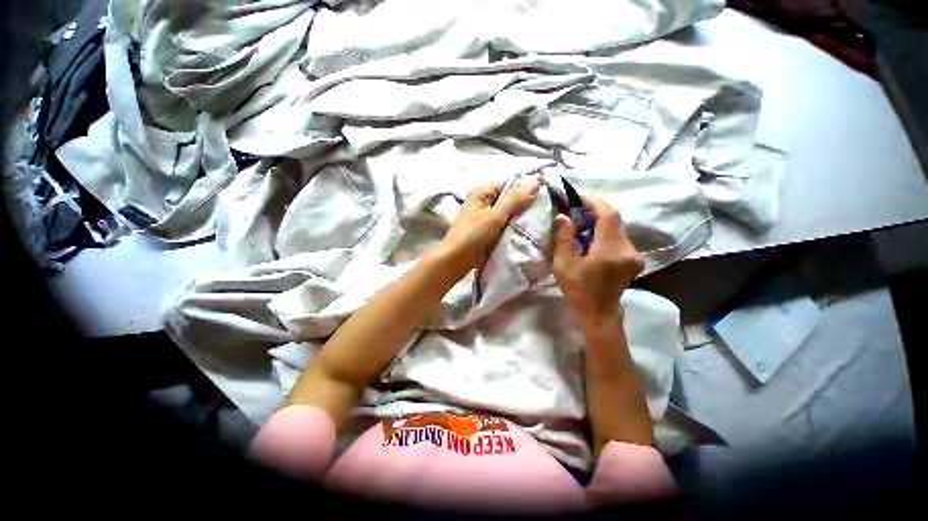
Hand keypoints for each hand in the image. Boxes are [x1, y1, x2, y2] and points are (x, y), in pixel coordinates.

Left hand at [439, 176, 540, 273]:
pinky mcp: (486, 227)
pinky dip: (513, 224)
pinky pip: (504, 221)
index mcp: (483, 190)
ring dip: (520, 214)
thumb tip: (536, 181)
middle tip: (544, 208)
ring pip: (507, 210)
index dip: (527, 186)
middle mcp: (483, 198)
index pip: (510, 181)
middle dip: (525, 202)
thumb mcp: (496, 215)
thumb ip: (516, 199)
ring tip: (539, 218)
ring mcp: (485, 213)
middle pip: (509, 196)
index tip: (545, 195)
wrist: (456, 259)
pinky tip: (526, 228)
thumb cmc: (474, 234)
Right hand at [552, 193, 643, 327]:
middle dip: (595, 211)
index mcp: (610, 250)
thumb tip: (563, 216)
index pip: (608, 215)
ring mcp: (634, 255)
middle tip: (576, 210)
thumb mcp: (564, 265)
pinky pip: (619, 238)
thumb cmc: (578, 290)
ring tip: (581, 223)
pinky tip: (592, 237)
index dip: (594, 203)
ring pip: (617, 228)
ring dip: (600, 222)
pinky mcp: (633, 259)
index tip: (579, 197)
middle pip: (614, 220)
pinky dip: (605, 232)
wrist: (599, 313)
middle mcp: (628, 249)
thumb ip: (563, 239)